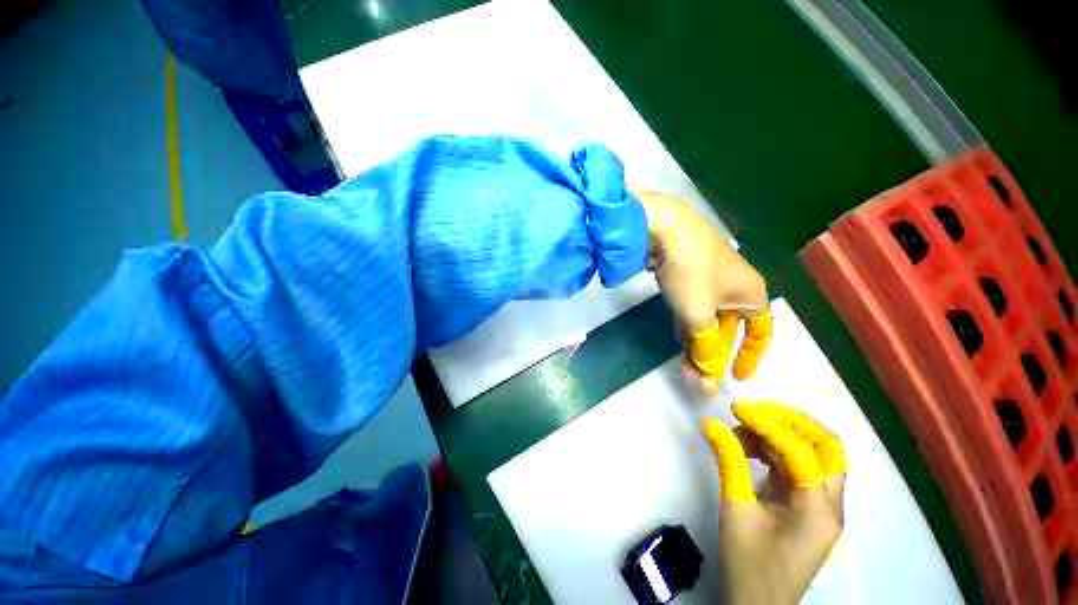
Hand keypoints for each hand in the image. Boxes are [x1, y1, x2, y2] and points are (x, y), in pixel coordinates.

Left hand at [636, 192, 771, 393]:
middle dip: (712, 355)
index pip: (760, 332)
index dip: (751, 356)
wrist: (664, 229)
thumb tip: (707, 378)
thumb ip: (704, 347)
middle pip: (728, 329)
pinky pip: (691, 307)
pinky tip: (679, 340)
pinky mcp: (685, 275)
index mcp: (751, 294)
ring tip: (684, 368)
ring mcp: (708, 279)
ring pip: (706, 319)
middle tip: (696, 378)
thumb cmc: (691, 273)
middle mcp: (734, 287)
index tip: (737, 376)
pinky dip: (686, 325)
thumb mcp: (699, 316)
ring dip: (696, 343)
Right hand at [702, 403, 845, 604]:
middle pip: (826, 446)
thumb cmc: (750, 566)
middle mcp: (829, 503)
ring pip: (812, 453)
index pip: (800, 451)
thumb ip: (728, 462)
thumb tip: (710, 424)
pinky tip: (748, 450)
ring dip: (779, 434)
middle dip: (791, 421)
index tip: (735, 409)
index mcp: (819, 510)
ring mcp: (819, 503)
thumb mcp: (736, 511)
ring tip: (741, 433)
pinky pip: (795, 465)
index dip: (767, 424)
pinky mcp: (804, 504)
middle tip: (754, 412)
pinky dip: (774, 450)